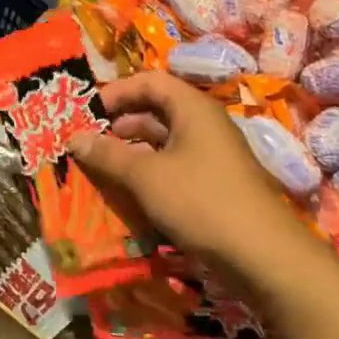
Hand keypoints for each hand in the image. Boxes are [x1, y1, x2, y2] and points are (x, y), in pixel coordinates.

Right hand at [68, 71, 311, 287]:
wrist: (265, 257)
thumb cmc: (202, 201)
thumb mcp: (146, 176)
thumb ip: (108, 154)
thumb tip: (73, 138)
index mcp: (193, 108)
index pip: (149, 81)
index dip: (115, 92)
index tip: (85, 111)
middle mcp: (203, 125)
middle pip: (154, 110)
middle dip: (117, 123)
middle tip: (86, 140)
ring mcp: (211, 156)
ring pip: (162, 141)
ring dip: (130, 151)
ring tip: (98, 167)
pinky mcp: (212, 185)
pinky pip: (172, 166)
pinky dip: (147, 172)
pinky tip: (125, 191)